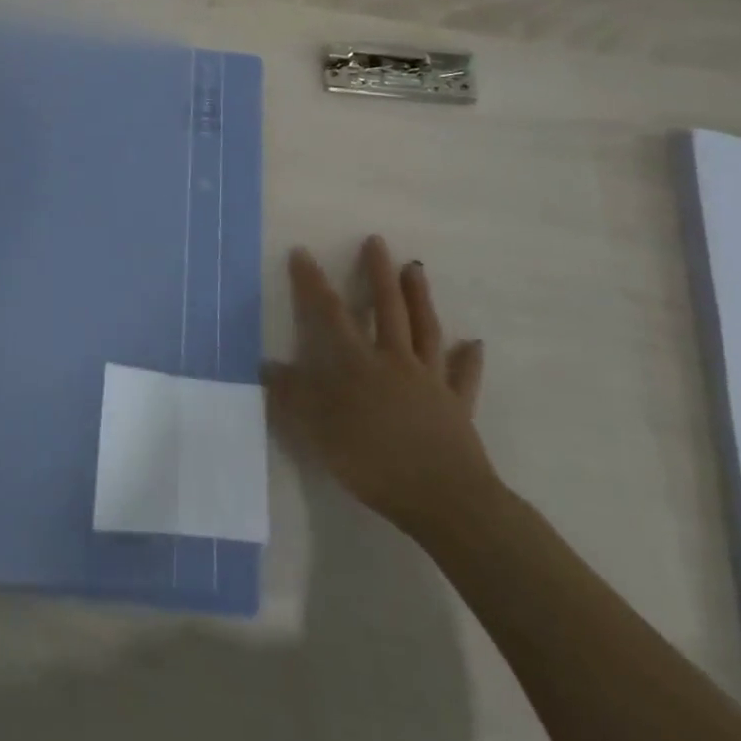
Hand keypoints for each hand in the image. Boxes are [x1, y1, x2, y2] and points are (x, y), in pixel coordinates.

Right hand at [263, 236, 496, 542]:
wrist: (444, 499)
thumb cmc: (374, 462)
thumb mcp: (320, 431)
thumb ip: (293, 396)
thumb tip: (266, 365)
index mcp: (359, 364)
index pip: (331, 314)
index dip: (313, 283)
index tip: (302, 253)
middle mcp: (395, 361)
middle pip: (387, 308)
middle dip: (378, 273)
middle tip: (377, 241)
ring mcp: (430, 381)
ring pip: (425, 329)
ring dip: (420, 297)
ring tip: (415, 269)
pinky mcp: (458, 406)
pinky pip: (463, 376)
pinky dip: (467, 359)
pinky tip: (474, 344)